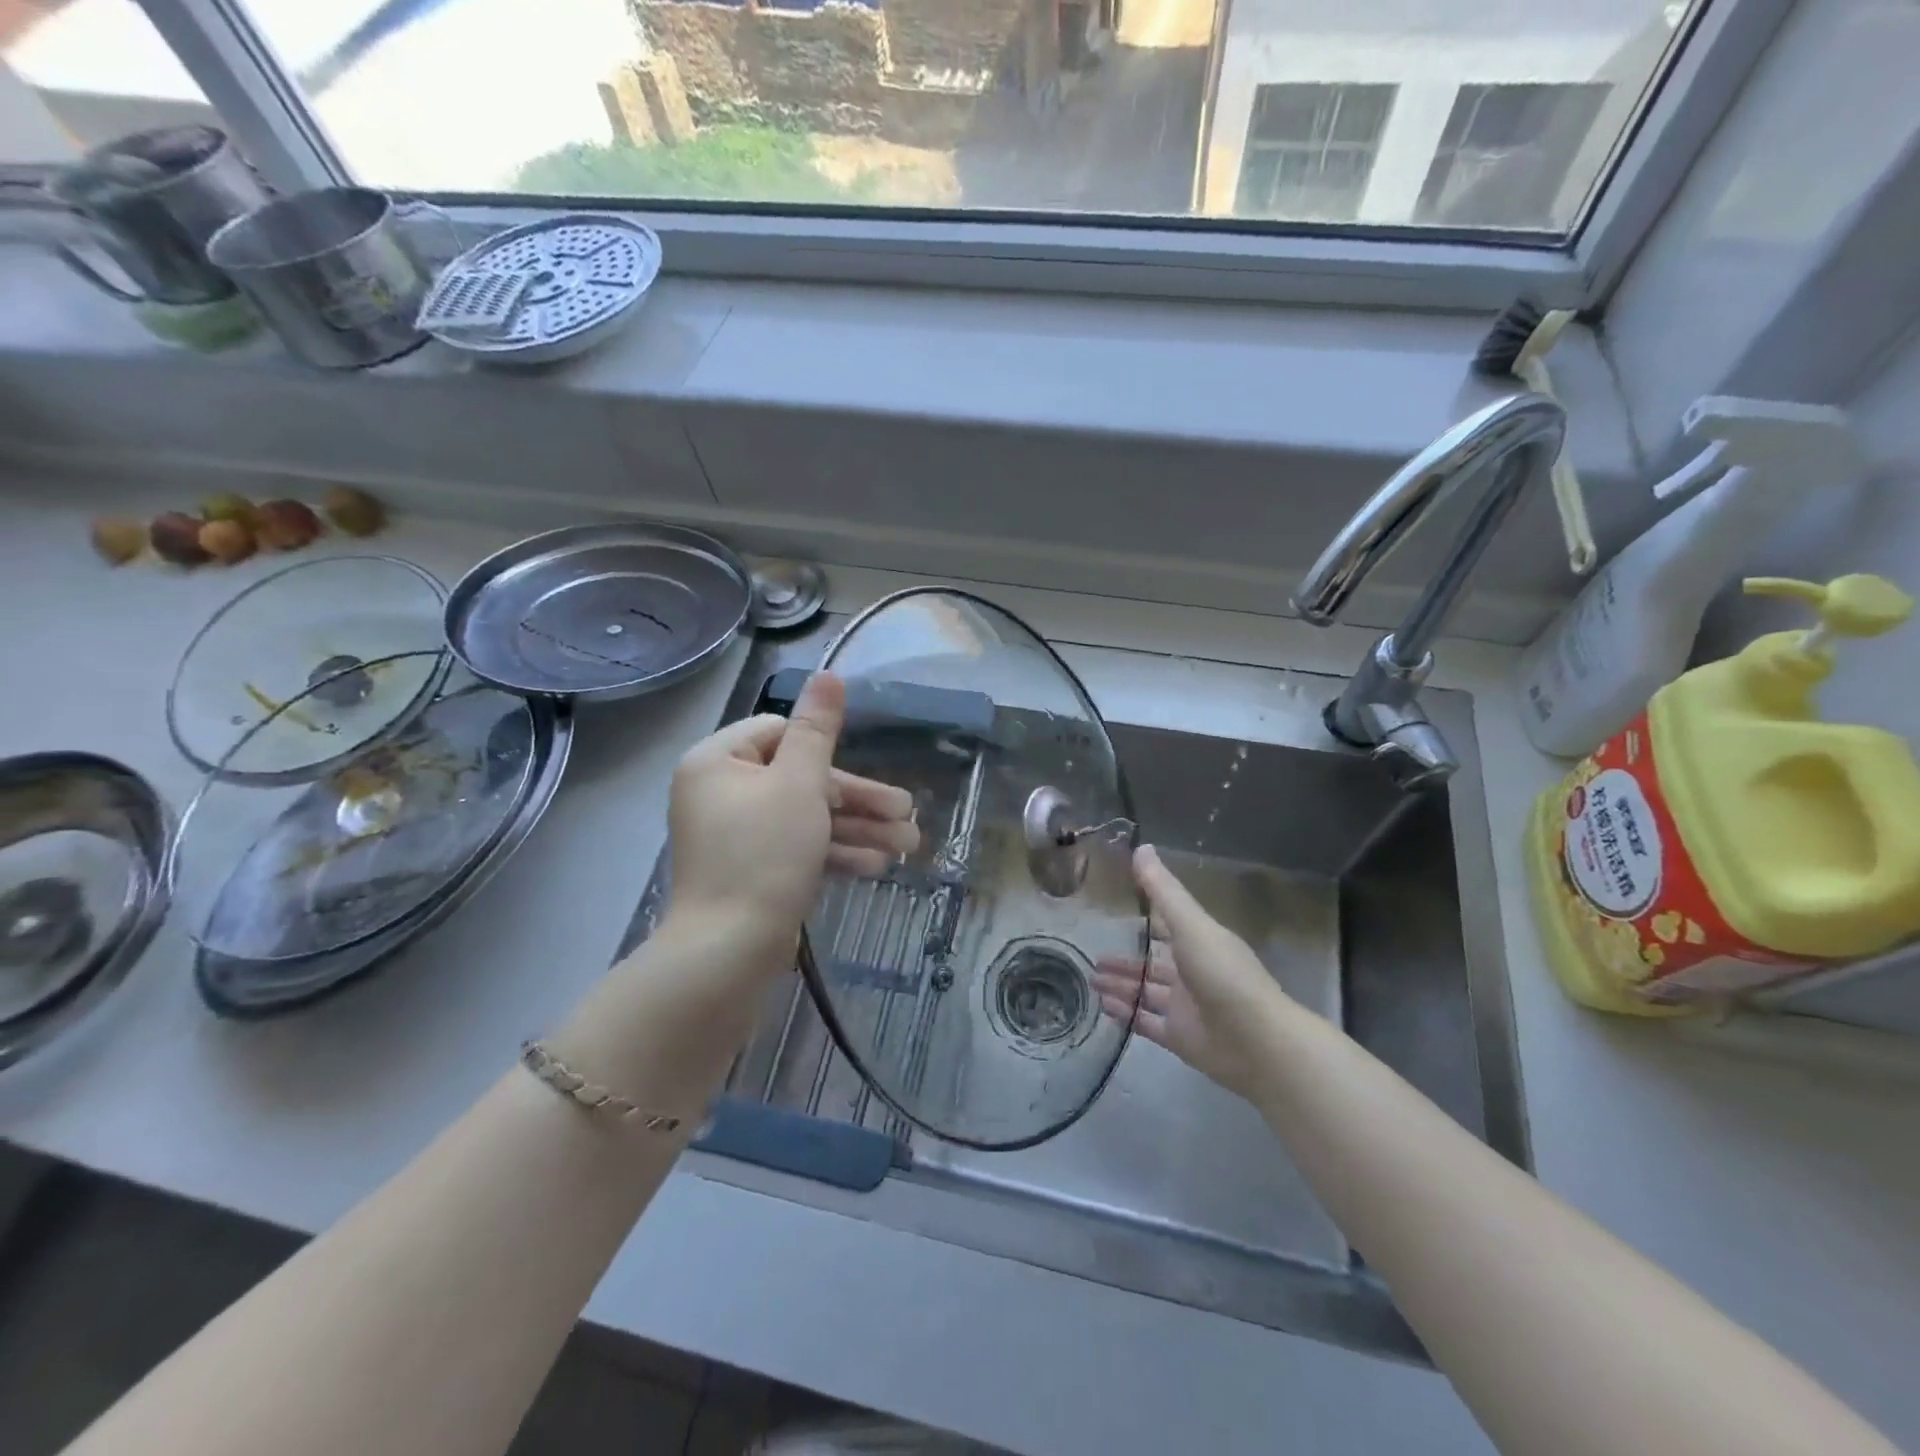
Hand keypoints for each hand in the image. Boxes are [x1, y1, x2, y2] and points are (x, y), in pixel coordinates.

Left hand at [665, 672, 918, 959]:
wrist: (729, 952)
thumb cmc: (764, 854)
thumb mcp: (799, 783)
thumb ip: (817, 729)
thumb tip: (828, 673)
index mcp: (717, 761)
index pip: (778, 733)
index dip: (824, 752)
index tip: (860, 776)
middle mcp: (721, 793)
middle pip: (800, 779)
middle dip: (858, 799)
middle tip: (908, 813)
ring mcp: (736, 835)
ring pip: (806, 817)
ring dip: (857, 828)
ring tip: (908, 845)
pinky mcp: (752, 870)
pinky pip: (797, 848)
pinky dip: (834, 853)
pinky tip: (878, 865)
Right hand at [1091, 844, 1291, 1101]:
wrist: (1257, 1042)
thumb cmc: (1223, 974)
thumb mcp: (1190, 925)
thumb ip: (1162, 890)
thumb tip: (1141, 846)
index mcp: (1198, 942)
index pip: (1167, 926)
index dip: (1144, 916)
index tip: (1115, 907)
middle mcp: (1191, 972)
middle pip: (1151, 962)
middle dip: (1125, 959)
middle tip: (1093, 956)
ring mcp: (1185, 1007)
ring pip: (1145, 991)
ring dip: (1120, 985)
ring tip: (1090, 979)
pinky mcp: (1179, 1037)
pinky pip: (1145, 1021)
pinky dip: (1125, 1013)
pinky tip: (1102, 1006)